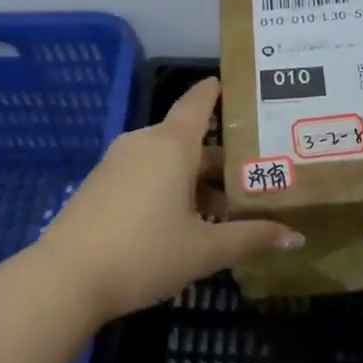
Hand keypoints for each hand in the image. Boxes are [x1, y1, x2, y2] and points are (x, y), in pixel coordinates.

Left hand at [39, 78, 303, 320]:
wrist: (66, 277)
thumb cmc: (145, 253)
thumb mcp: (205, 250)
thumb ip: (251, 238)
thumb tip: (296, 237)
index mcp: (171, 145)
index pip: (198, 102)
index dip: (216, 92)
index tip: (234, 85)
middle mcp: (143, 143)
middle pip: (187, 139)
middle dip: (218, 159)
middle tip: (252, 177)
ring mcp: (116, 162)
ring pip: (165, 160)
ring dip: (192, 178)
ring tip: (221, 210)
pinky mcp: (99, 184)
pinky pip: (143, 173)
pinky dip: (166, 186)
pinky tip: (180, 222)